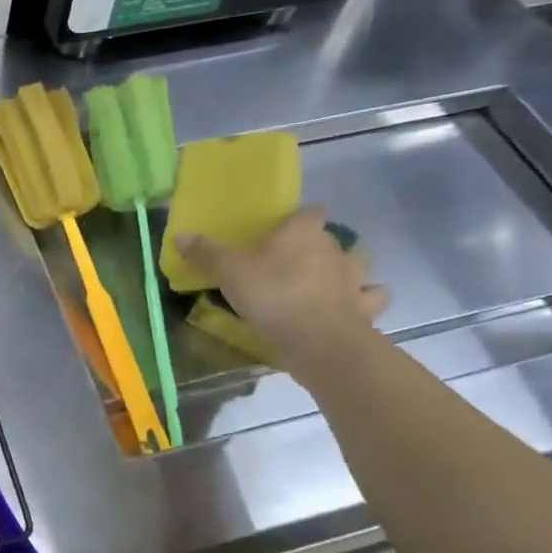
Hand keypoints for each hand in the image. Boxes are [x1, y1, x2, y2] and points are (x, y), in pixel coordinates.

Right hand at [177, 207, 388, 366]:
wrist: (319, 341)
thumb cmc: (273, 295)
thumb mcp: (229, 272)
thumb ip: (206, 253)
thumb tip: (181, 235)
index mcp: (302, 232)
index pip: (310, 211)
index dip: (299, 217)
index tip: (285, 228)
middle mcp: (334, 249)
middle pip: (334, 237)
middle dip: (320, 245)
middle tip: (297, 259)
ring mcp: (355, 279)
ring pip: (359, 264)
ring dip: (349, 269)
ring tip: (330, 280)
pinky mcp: (365, 308)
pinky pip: (371, 299)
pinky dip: (364, 300)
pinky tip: (352, 307)